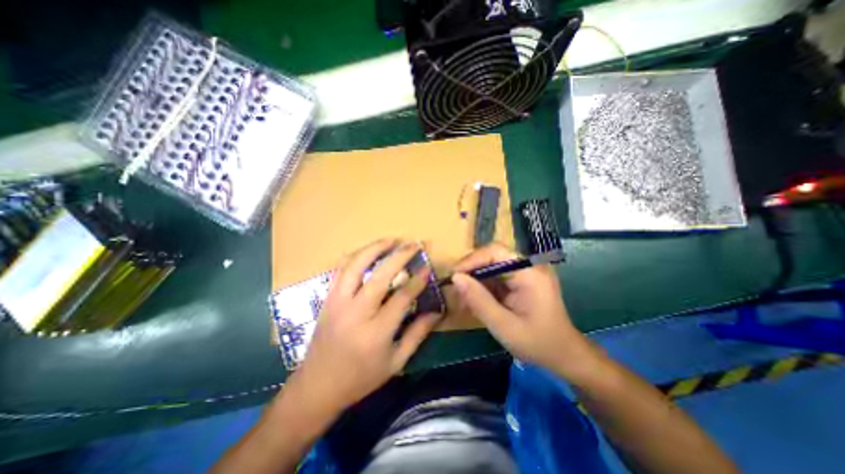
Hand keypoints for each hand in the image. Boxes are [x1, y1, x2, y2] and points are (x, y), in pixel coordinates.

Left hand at [288, 242, 442, 418]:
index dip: (417, 280)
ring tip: (391, 240)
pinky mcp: (328, 299)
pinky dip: (355, 256)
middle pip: (380, 275)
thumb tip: (436, 311)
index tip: (427, 267)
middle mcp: (356, 313)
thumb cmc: (360, 377)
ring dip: (374, 248)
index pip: (402, 297)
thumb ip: (418, 334)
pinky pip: (340, 269)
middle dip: (399, 256)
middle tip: (413, 244)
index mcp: (376, 332)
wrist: (317, 386)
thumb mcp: (396, 362)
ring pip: (355, 265)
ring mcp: (338, 302)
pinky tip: (367, 250)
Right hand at [456, 244, 592, 374]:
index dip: (472, 260)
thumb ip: (479, 301)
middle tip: (455, 289)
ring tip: (463, 298)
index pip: (495, 251)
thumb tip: (455, 278)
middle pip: (492, 257)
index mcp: (530, 273)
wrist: (564, 355)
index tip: (454, 277)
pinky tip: (475, 301)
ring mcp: (525, 272)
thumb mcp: (504, 326)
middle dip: (471, 271)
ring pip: (491, 267)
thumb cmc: (537, 343)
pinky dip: (483, 287)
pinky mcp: (521, 280)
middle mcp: (528, 266)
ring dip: (475, 280)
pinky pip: (496, 277)